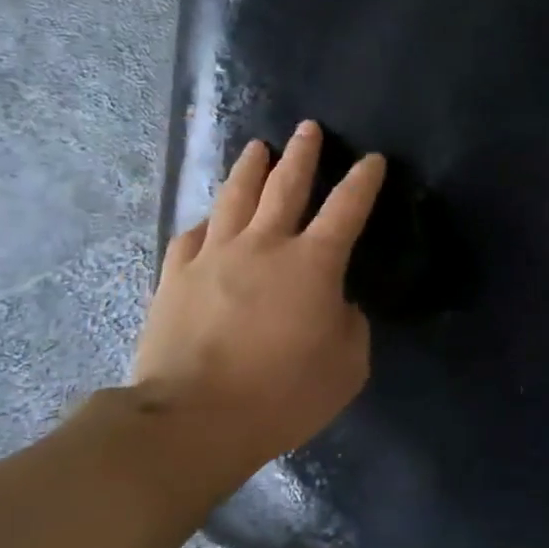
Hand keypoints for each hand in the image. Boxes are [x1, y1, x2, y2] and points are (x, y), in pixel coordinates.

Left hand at [132, 121, 385, 489]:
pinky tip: (210, 219)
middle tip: (308, 128)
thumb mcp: (347, 366)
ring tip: (257, 148)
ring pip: (235, 197)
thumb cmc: (282, 394)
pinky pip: (193, 236)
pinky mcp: (175, 276)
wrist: (192, 419)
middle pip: (285, 185)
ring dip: (250, 169)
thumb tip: (335, 305)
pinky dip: (208, 222)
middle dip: (303, 154)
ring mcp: (214, 256)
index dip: (363, 181)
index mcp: (313, 263)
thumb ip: (350, 326)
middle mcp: (264, 245)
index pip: (347, 208)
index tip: (372, 160)